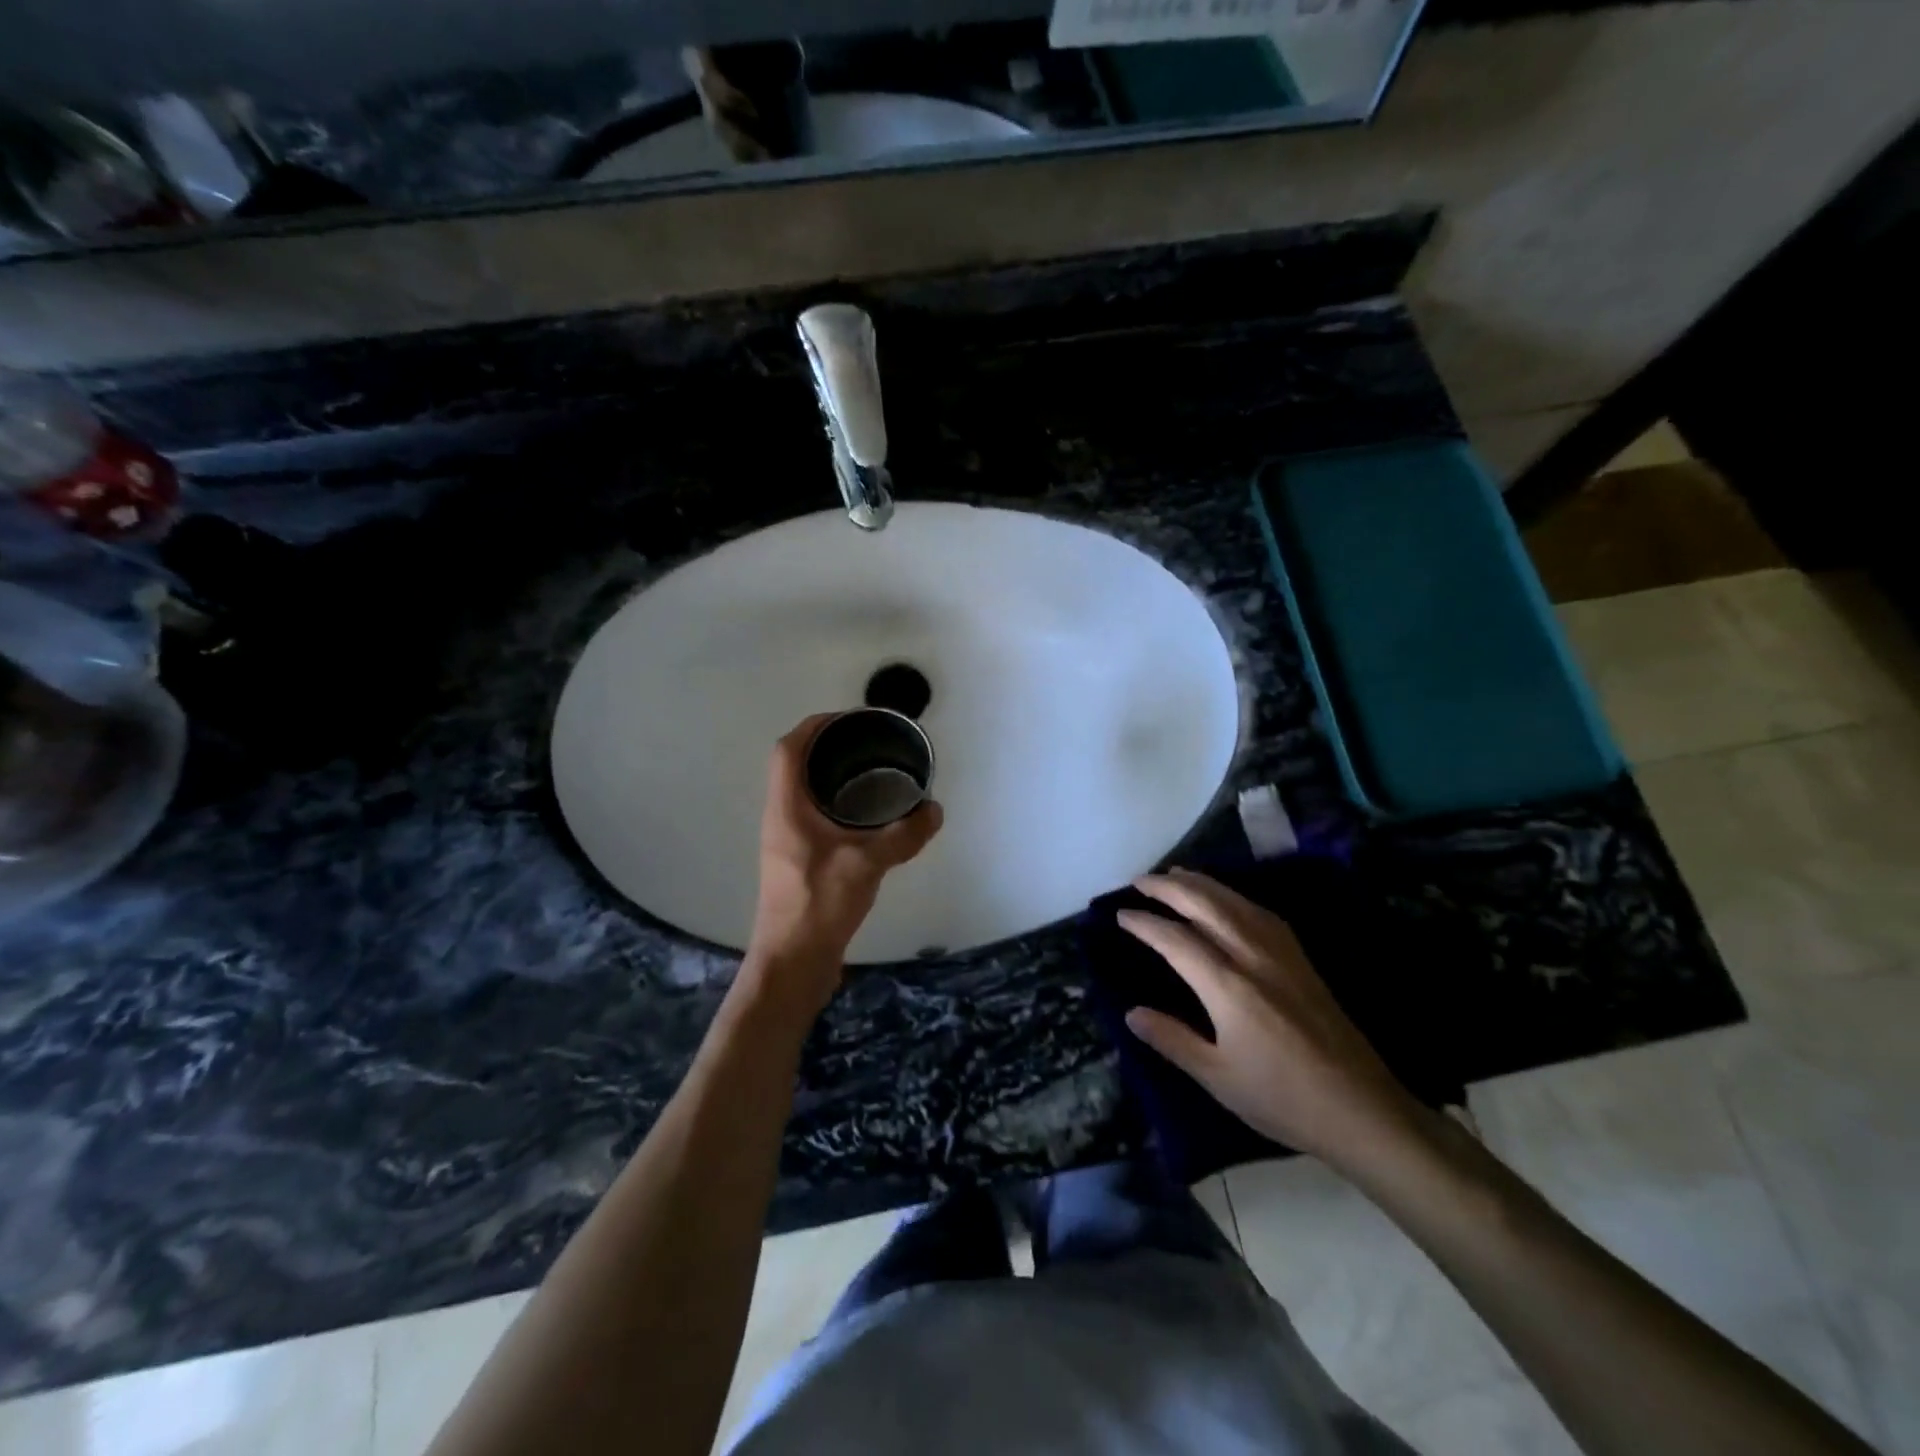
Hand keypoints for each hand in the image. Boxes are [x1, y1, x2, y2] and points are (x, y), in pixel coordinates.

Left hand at [744, 715, 942, 1004]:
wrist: (793, 962)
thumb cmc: (819, 904)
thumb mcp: (867, 864)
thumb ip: (903, 835)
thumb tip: (934, 811)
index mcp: (787, 807)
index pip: (788, 749)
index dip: (814, 726)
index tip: (849, 720)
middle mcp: (781, 817)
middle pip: (795, 766)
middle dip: (828, 747)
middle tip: (868, 744)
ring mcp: (787, 841)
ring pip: (804, 792)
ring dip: (831, 776)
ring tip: (872, 772)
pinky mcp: (798, 861)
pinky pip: (814, 816)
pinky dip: (837, 804)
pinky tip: (867, 818)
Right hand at [1118, 869, 1424, 1168]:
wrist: (1362, 1110)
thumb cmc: (1282, 1099)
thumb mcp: (1217, 1077)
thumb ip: (1172, 1039)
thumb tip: (1131, 1012)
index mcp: (1227, 986)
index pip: (1175, 940)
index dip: (1145, 923)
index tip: (1121, 914)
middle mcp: (1252, 957)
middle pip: (1205, 905)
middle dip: (1169, 887)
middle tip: (1140, 881)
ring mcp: (1282, 954)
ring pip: (1234, 902)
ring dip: (1201, 883)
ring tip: (1176, 875)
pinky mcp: (1302, 960)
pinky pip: (1261, 913)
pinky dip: (1234, 896)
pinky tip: (1228, 899)